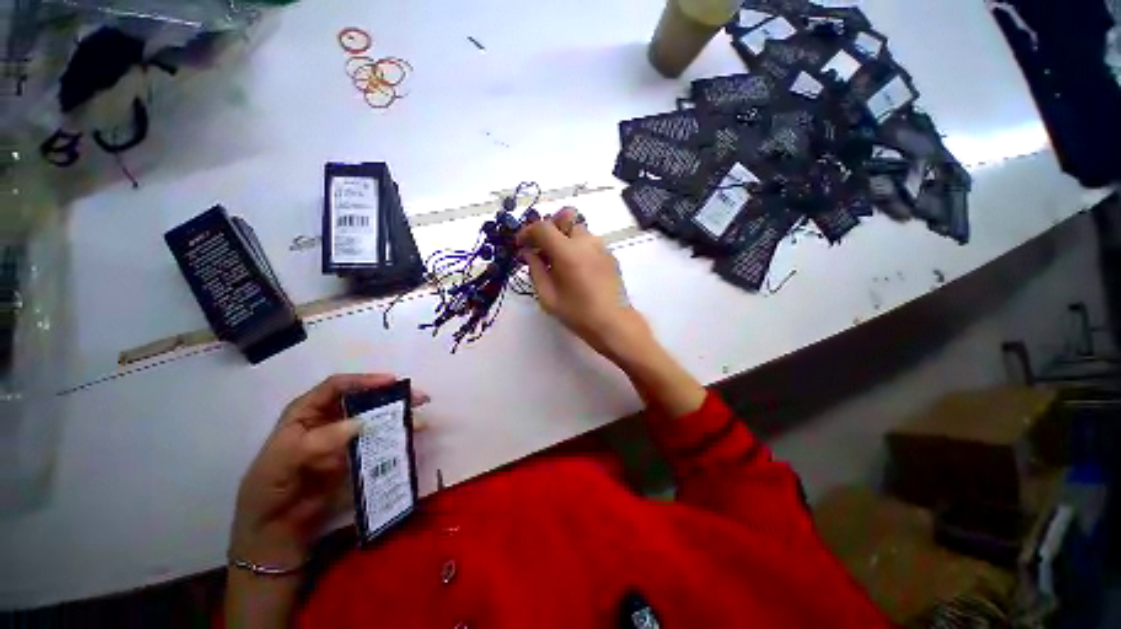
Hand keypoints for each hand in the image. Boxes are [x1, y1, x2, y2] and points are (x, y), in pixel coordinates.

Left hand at [230, 374, 429, 567]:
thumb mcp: (284, 460)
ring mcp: (345, 439)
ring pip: (376, 420)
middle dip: (392, 396)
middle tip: (419, 398)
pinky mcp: (357, 457)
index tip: (392, 382)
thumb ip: (319, 440)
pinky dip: (396, 438)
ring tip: (421, 419)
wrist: (273, 531)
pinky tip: (412, 437)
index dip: (364, 381)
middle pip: (364, 400)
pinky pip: (379, 443)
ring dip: (399, 417)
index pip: (337, 386)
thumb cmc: (269, 488)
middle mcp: (330, 420)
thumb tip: (362, 423)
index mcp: (307, 412)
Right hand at [517, 208, 653, 361]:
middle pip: (564, 218)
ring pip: (578, 229)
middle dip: (549, 228)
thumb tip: (528, 253)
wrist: (614, 323)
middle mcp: (586, 242)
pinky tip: (576, 268)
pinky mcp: (610, 255)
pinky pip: (589, 242)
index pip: (542, 227)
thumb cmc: (578, 314)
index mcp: (567, 252)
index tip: (521, 244)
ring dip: (564, 237)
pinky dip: (578, 247)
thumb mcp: (548, 296)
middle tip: (541, 247)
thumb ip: (535, 270)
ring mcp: (601, 246)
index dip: (527, 231)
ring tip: (558, 260)